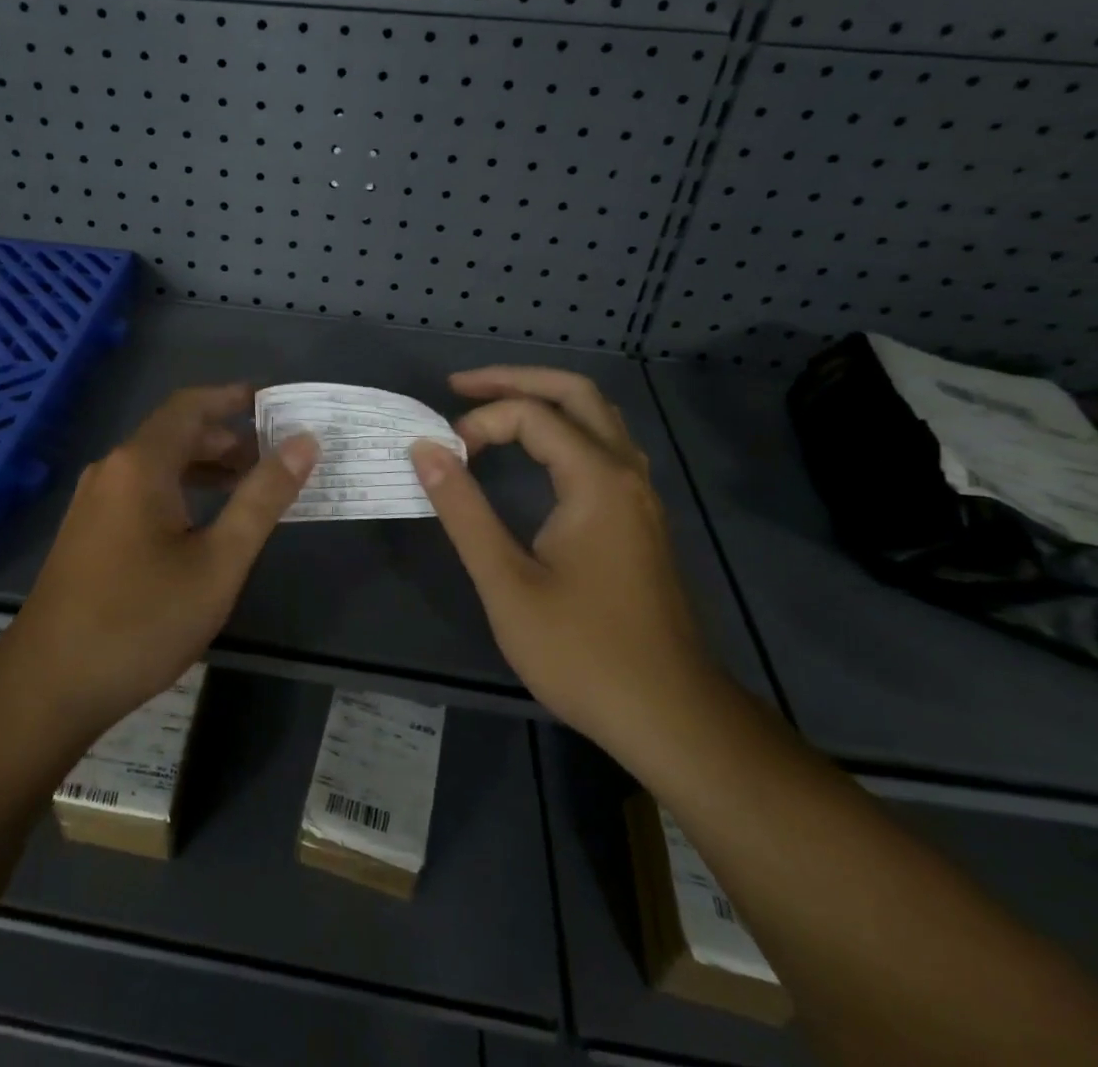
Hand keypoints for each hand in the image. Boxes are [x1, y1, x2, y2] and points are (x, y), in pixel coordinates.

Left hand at [9, 384, 318, 736]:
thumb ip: (262, 499)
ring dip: (204, 466)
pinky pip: (141, 490)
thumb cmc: (141, 620)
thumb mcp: (218, 562)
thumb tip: (303, 444)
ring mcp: (93, 501)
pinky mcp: (87, 531)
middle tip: (275, 455)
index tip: (275, 402)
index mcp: (140, 464)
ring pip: (157, 464)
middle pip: (174, 433)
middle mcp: (112, 470)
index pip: (191, 405)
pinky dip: (180, 489)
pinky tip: (203, 522)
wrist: (48, 685)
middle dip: (227, 437)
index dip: (234, 397)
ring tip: (249, 486)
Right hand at [409, 367, 715, 754]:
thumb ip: (463, 509)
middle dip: (515, 380)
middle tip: (461, 385)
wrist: (672, 716)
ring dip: (544, 400)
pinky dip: (564, 428)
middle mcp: (627, 472)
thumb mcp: (507, 582)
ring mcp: (641, 495)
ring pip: (597, 417)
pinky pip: (604, 446)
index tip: (446, 457)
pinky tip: (538, 451)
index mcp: (597, 480)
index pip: (532, 416)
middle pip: (576, 393)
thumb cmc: (583, 652)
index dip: (481, 422)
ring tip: (493, 404)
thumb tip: (426, 449)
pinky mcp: (641, 518)